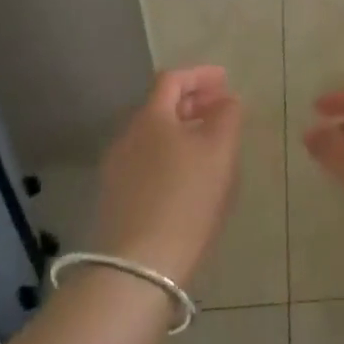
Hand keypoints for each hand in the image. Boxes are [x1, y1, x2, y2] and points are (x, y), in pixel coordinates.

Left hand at [93, 66, 242, 287]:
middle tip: (222, 110)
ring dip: (183, 131)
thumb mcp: (220, 151)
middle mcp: (127, 137)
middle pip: (161, 107)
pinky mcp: (116, 200)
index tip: (226, 81)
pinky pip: (148, 163)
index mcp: (151, 117)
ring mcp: (117, 170)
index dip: (201, 75)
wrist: (138, 268)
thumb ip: (227, 116)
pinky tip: (190, 179)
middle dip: (193, 103)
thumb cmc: (186, 199)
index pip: (173, 79)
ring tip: (211, 145)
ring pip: (154, 137)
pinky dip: (172, 157)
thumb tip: (227, 100)